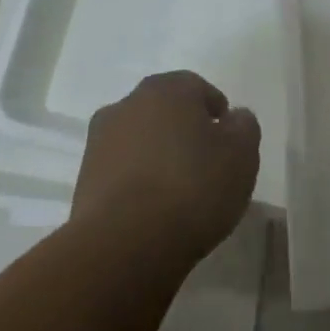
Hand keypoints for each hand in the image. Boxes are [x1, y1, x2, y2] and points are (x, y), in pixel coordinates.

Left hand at [71, 71, 260, 260]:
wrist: (125, 243)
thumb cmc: (194, 187)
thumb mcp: (242, 155)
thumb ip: (244, 127)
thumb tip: (235, 118)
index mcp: (166, 90)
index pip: (197, 87)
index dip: (217, 111)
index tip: (229, 140)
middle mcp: (127, 105)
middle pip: (165, 111)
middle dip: (185, 131)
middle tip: (207, 163)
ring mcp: (99, 141)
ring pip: (141, 140)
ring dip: (159, 155)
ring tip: (180, 191)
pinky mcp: (85, 178)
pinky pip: (123, 170)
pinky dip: (139, 180)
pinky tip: (155, 208)